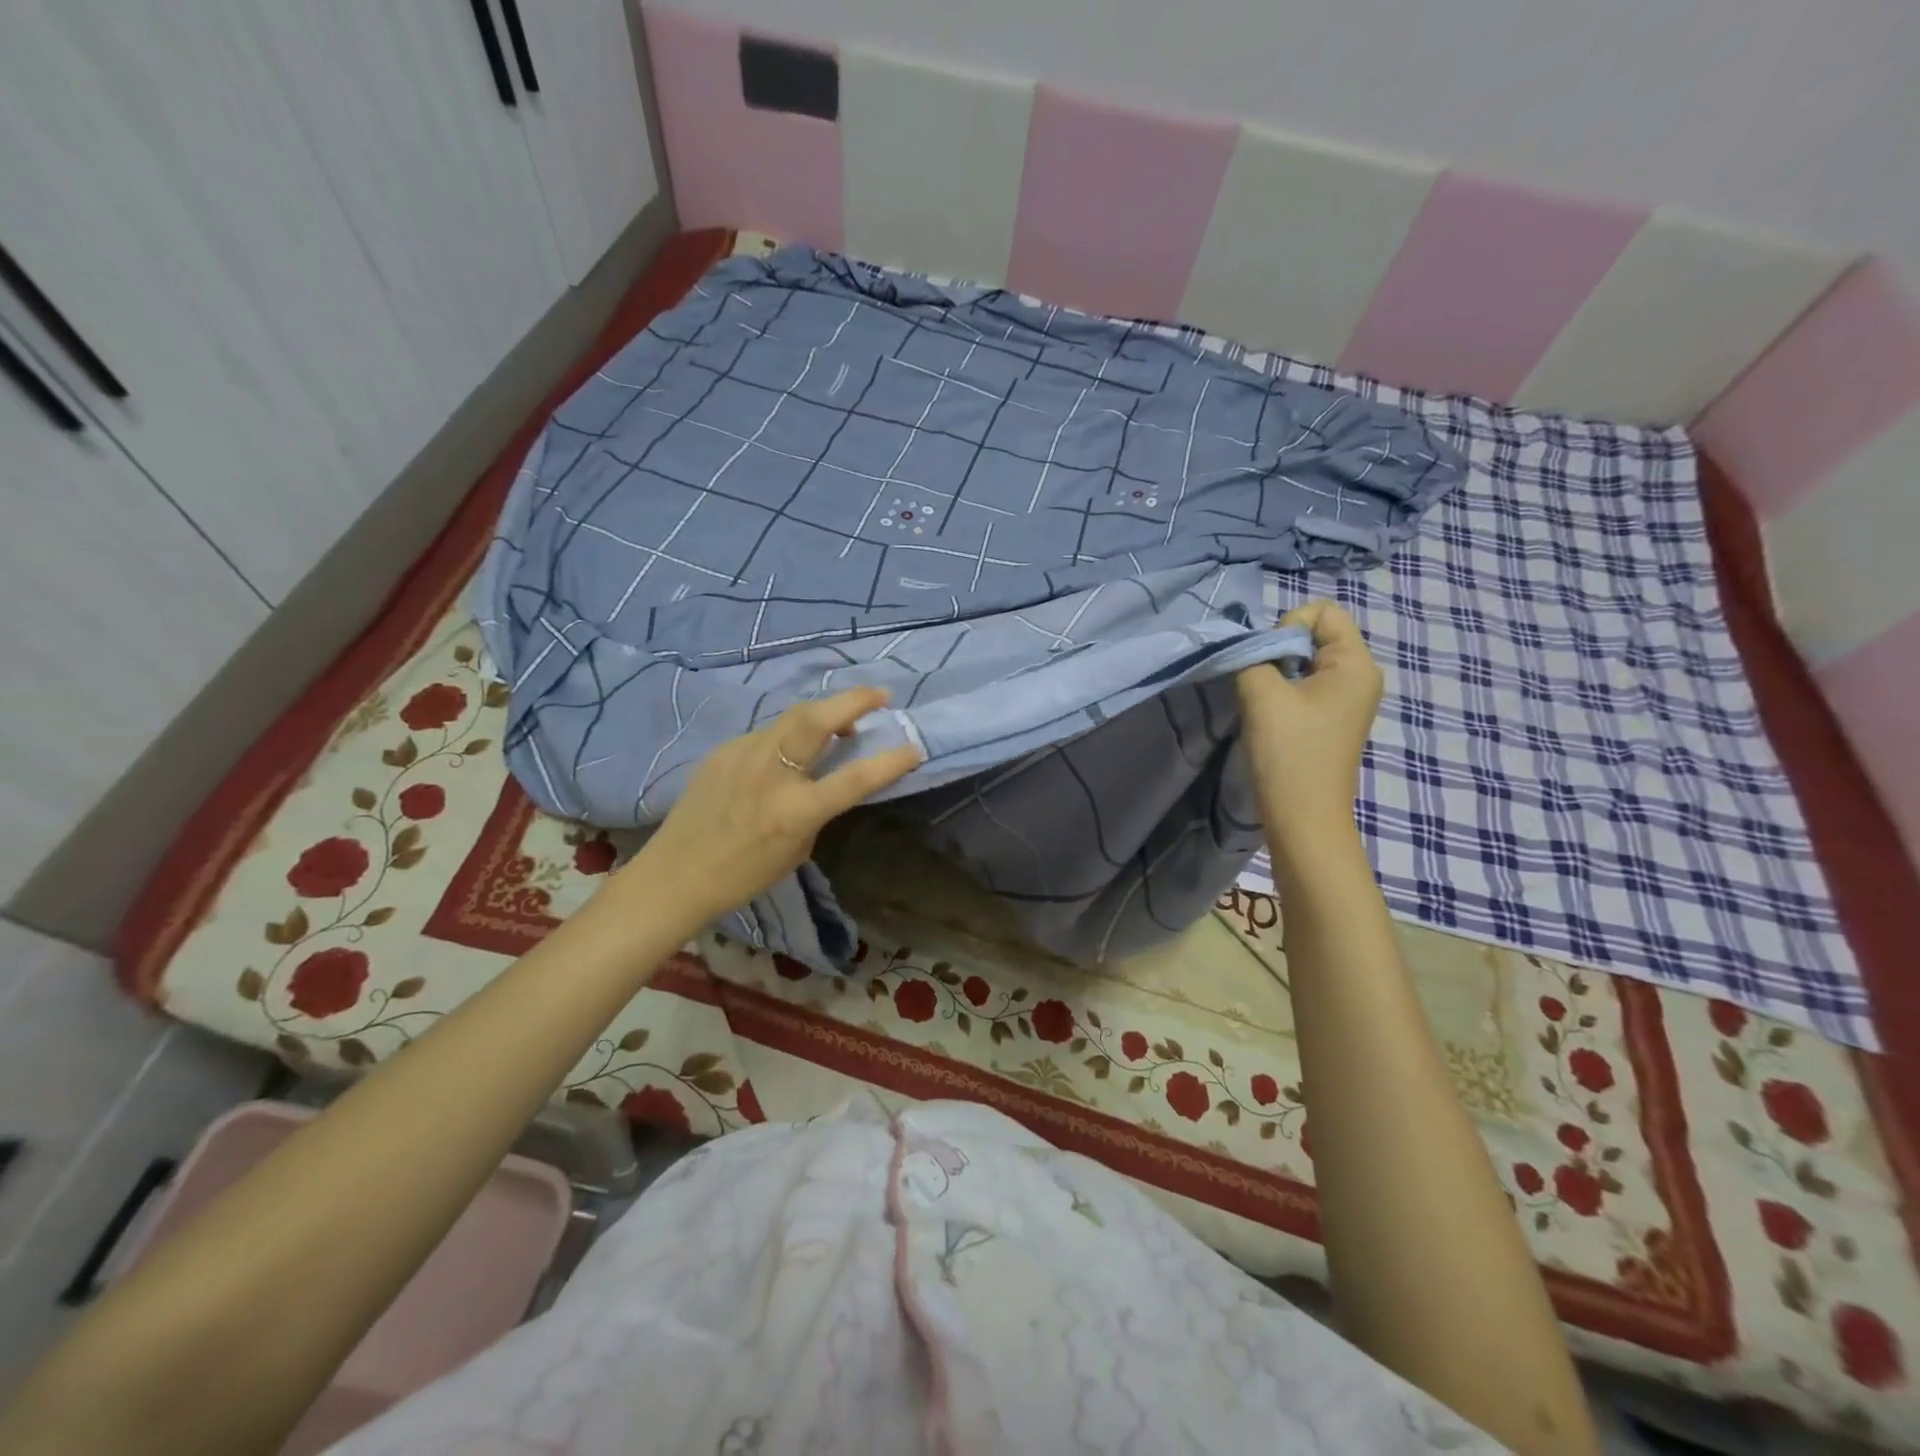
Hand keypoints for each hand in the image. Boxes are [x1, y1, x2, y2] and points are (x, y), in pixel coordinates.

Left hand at [618, 687, 921, 926]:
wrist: (676, 874)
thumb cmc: (743, 874)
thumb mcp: (798, 847)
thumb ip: (818, 807)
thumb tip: (829, 773)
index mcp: (795, 810)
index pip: (854, 778)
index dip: (889, 761)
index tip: (914, 747)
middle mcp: (770, 773)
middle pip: (817, 718)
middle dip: (854, 700)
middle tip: (881, 695)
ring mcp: (743, 755)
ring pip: (792, 718)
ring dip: (824, 712)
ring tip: (842, 718)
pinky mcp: (723, 750)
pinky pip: (767, 733)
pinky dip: (790, 734)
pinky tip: (791, 749)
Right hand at [1236, 601, 1382, 855]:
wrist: (1303, 818)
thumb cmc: (1289, 752)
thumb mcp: (1261, 693)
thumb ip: (1252, 655)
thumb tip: (1252, 648)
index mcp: (1356, 663)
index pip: (1323, 611)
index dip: (1288, 625)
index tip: (1269, 662)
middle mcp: (1360, 676)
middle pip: (1315, 634)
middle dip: (1280, 650)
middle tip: (1262, 683)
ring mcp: (1348, 699)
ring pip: (1305, 662)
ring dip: (1277, 674)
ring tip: (1265, 704)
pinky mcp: (1332, 719)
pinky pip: (1306, 685)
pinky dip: (1283, 693)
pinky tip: (1271, 718)